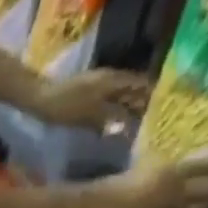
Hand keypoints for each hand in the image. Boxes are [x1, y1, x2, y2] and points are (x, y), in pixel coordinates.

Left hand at [32, 69, 150, 133]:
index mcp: (113, 82)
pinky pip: (112, 99)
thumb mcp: (87, 114)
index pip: (141, 86)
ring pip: (124, 94)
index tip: (168, 106)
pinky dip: (120, 108)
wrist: (39, 98)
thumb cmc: (63, 106)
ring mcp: (99, 85)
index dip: (154, 95)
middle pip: (134, 89)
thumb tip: (129, 127)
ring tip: (145, 120)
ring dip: (134, 105)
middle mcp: (110, 79)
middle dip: (147, 101)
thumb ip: (109, 118)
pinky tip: (121, 120)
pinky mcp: (90, 94)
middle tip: (160, 118)